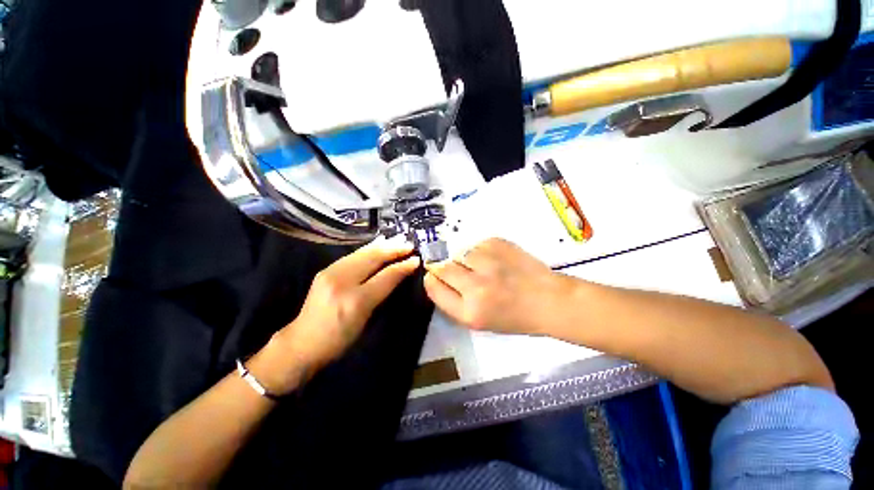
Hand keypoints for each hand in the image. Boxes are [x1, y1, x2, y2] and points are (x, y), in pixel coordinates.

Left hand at [253, 240, 419, 393]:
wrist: (302, 343)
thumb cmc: (339, 340)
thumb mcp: (366, 320)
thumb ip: (382, 294)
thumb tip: (398, 275)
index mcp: (356, 300)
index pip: (386, 276)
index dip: (403, 266)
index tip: (416, 259)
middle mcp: (343, 281)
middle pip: (374, 258)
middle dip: (394, 250)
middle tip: (409, 245)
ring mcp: (331, 272)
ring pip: (363, 253)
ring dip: (383, 246)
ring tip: (397, 241)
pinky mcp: (326, 269)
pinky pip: (353, 255)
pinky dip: (369, 249)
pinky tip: (378, 245)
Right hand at [423, 238, 562, 334]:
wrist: (549, 299)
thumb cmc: (514, 316)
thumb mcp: (479, 321)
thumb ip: (453, 301)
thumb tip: (435, 277)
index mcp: (470, 312)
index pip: (434, 287)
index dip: (431, 279)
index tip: (434, 276)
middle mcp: (476, 287)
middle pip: (443, 267)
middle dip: (443, 267)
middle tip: (457, 270)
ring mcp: (488, 263)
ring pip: (460, 252)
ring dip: (465, 259)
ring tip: (482, 267)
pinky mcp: (498, 244)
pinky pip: (476, 244)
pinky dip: (480, 251)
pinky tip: (495, 260)